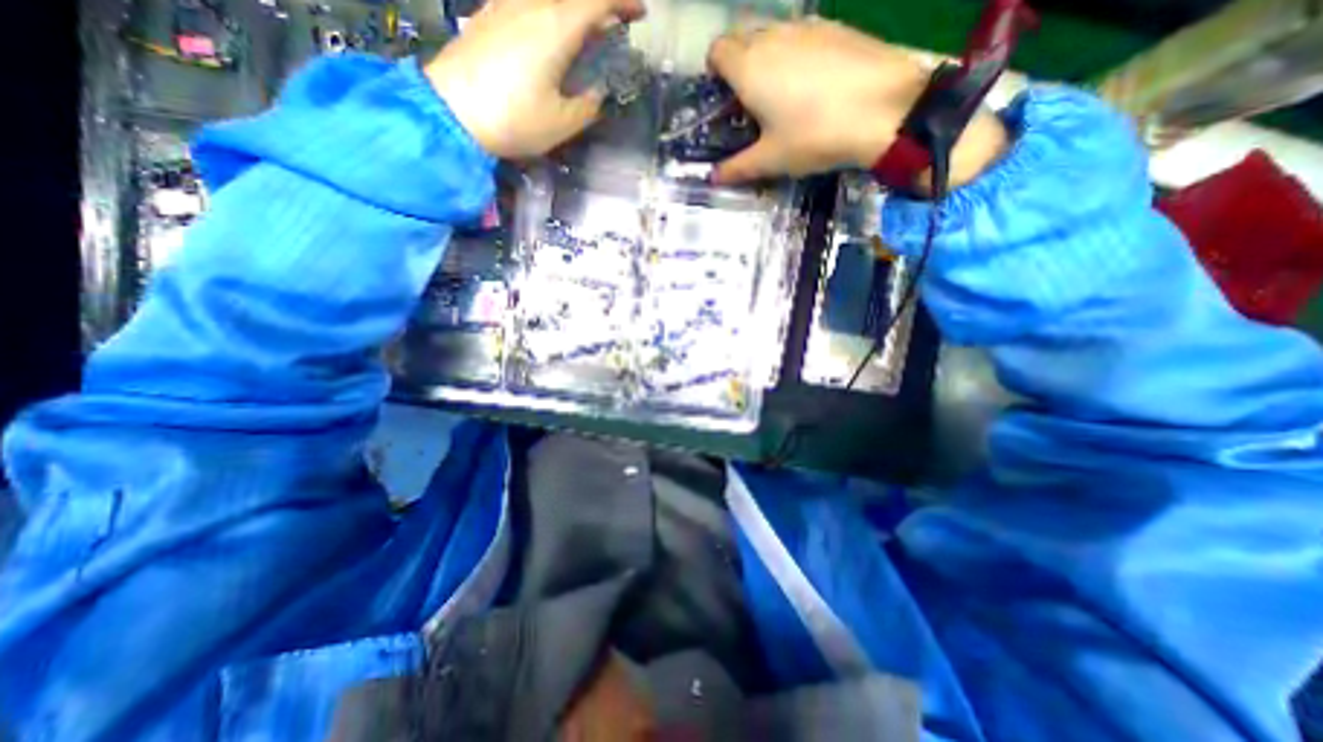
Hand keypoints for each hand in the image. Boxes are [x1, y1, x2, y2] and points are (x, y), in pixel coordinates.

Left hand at [424, 1, 647, 154]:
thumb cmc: (513, 120)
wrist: (450, 112)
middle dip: (600, 7)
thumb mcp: (562, 122)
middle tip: (615, 27)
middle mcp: (531, 4)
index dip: (623, 2)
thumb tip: (598, 91)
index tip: (640, 14)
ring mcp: (505, 5)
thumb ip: (588, 104)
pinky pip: (528, 4)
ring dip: (574, 11)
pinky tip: (549, 35)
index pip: (598, 0)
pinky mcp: (488, 16)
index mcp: (556, 26)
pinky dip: (549, 13)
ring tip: (584, 35)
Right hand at [708, 21, 1009, 186]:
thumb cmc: (814, 136)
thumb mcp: (771, 160)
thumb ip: (737, 168)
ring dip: (768, 58)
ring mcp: (806, 26)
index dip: (715, 72)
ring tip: (782, 95)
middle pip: (742, 37)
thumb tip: (713, 179)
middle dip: (739, 64)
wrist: (885, 108)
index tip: (725, 99)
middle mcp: (772, 36)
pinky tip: (813, 84)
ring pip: (773, 33)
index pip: (717, 50)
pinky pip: (802, 34)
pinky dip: (796, 54)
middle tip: (750, 102)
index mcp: (748, 67)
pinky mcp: (835, 27)